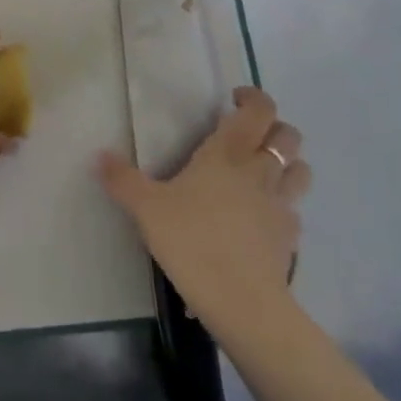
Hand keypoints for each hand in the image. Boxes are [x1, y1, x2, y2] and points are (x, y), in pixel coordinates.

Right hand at [97, 86, 309, 321]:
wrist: (241, 302)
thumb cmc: (192, 241)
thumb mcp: (146, 208)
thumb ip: (122, 179)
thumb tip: (98, 155)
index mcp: (227, 153)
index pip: (258, 110)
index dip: (253, 98)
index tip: (234, 100)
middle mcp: (260, 170)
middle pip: (288, 135)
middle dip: (274, 128)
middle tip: (248, 135)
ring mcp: (281, 204)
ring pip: (301, 169)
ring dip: (288, 162)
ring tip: (264, 170)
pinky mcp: (291, 237)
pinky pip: (294, 209)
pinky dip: (283, 205)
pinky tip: (263, 217)